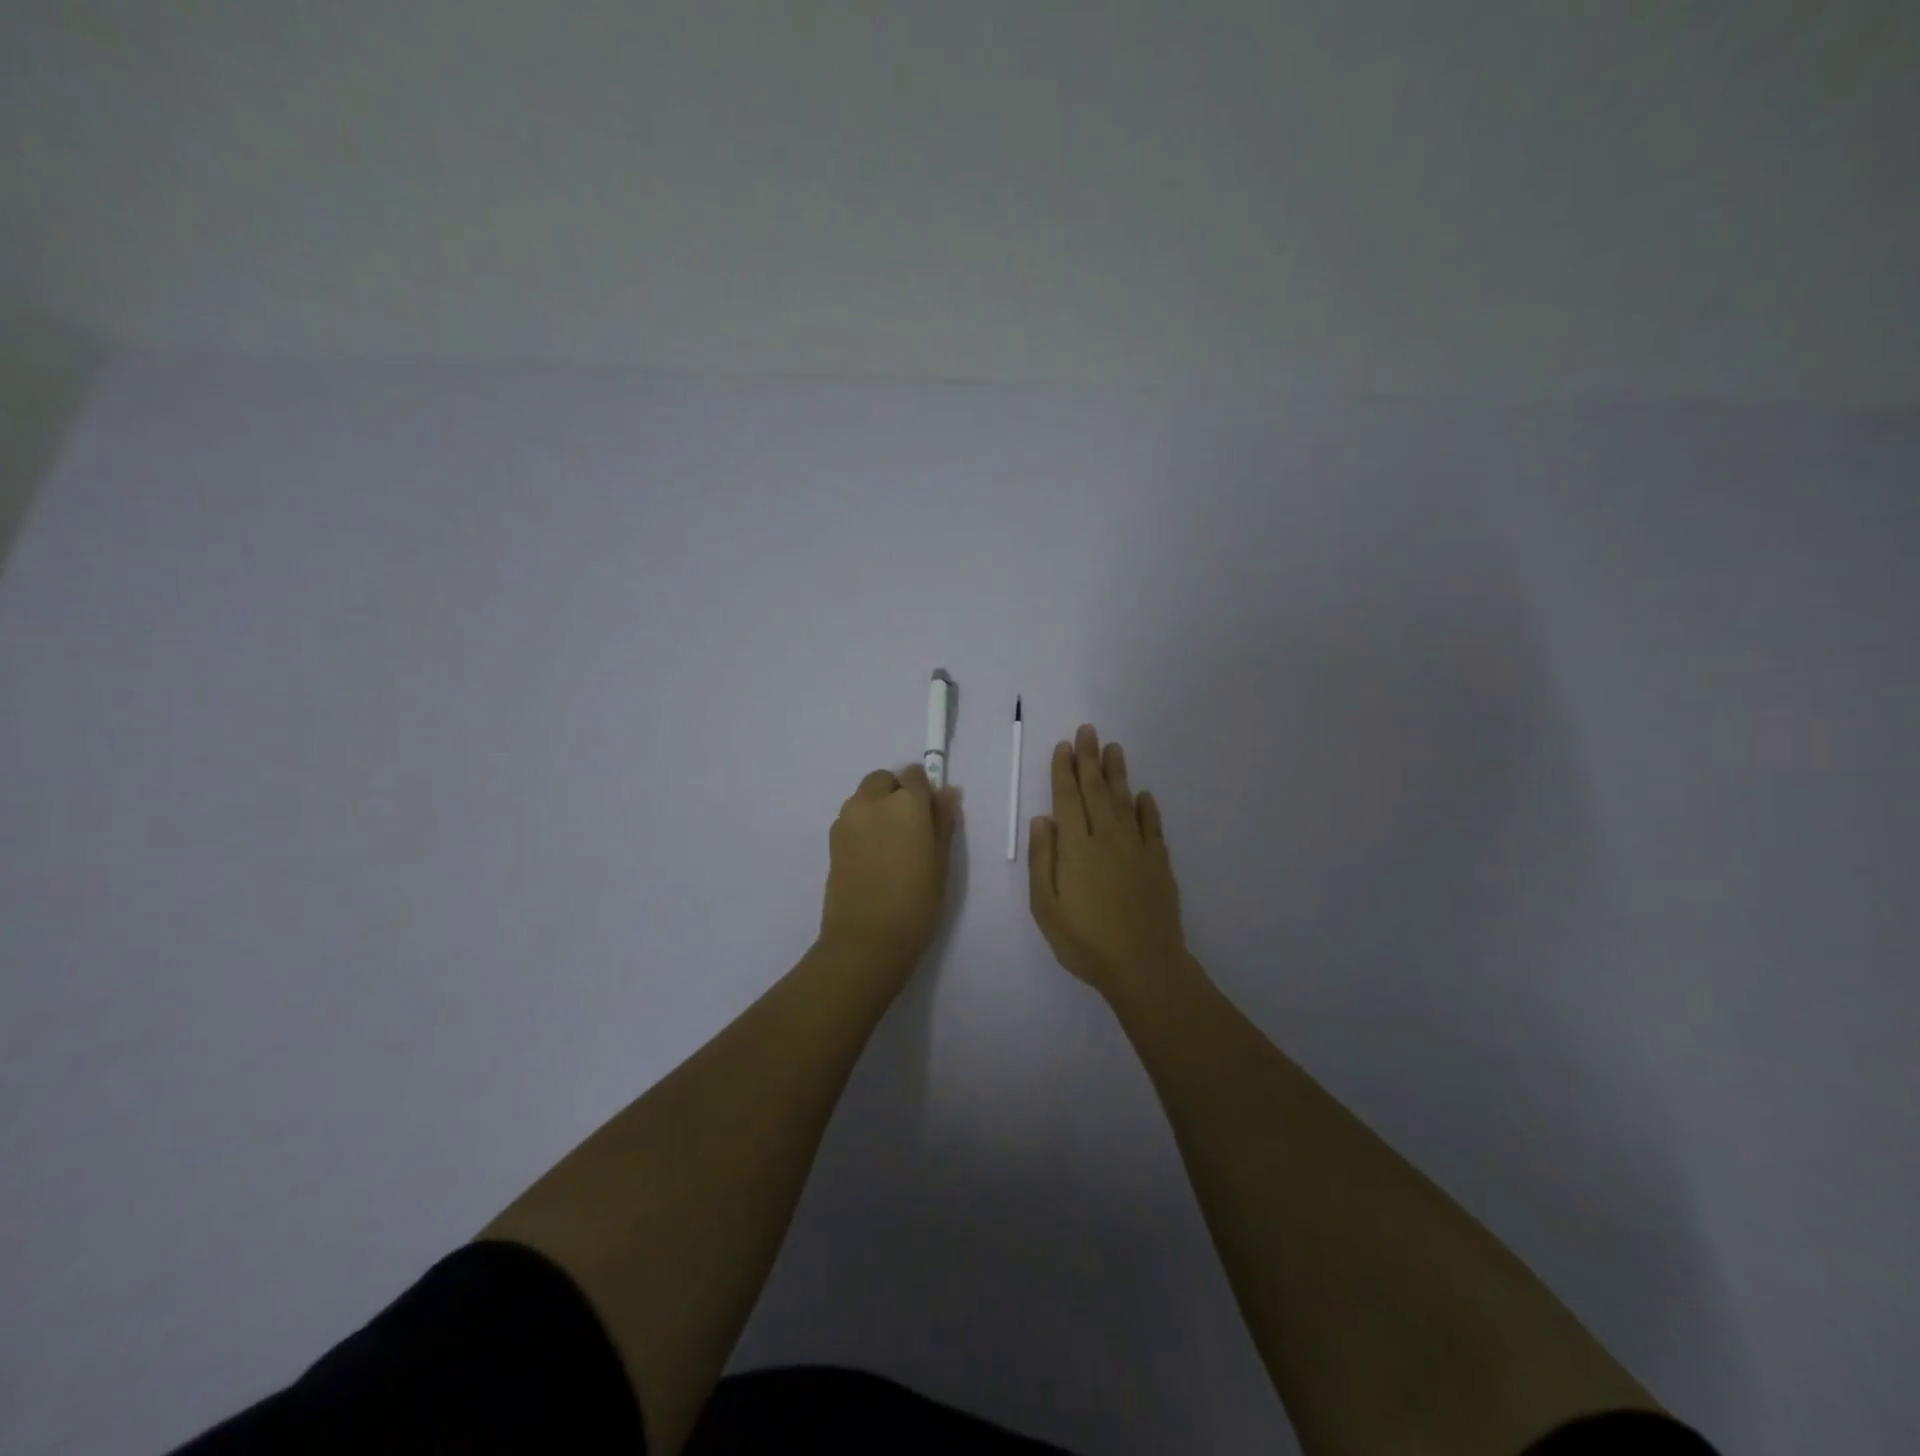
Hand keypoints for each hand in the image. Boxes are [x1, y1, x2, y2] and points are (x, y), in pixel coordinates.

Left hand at [818, 763, 959, 982]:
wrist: (866, 940)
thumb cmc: (916, 902)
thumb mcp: (941, 861)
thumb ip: (943, 820)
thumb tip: (946, 792)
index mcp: (905, 803)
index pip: (915, 775)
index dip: (924, 792)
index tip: (930, 816)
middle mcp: (872, 801)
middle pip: (884, 780)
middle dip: (896, 793)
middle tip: (910, 829)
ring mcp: (847, 819)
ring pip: (864, 798)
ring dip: (878, 808)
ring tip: (891, 846)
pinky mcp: (831, 839)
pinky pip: (852, 818)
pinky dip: (863, 826)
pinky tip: (873, 857)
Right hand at [1029, 725, 1191, 1004]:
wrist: (1144, 965)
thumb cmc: (1085, 940)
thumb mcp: (1046, 906)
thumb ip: (1043, 860)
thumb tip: (1042, 819)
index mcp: (1076, 846)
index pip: (1067, 798)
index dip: (1064, 770)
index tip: (1064, 746)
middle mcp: (1106, 837)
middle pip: (1096, 790)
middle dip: (1089, 759)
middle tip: (1088, 731)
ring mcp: (1136, 848)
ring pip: (1124, 800)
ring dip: (1117, 773)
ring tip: (1114, 749)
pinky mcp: (1158, 862)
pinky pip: (1152, 826)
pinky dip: (1147, 808)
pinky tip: (1144, 795)